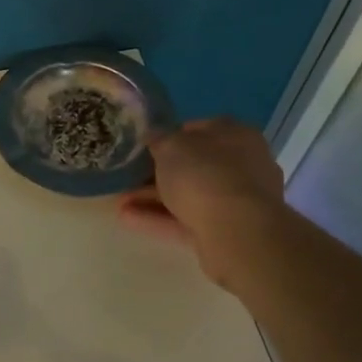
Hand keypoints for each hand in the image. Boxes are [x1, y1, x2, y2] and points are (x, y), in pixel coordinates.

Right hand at [118, 118, 286, 287]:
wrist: (238, 231)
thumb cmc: (205, 175)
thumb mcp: (171, 146)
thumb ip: (159, 139)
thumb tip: (154, 137)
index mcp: (236, 135)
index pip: (200, 129)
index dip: (170, 136)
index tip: (145, 146)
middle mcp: (242, 165)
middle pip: (194, 166)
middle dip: (159, 172)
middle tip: (129, 176)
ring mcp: (237, 201)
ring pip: (189, 195)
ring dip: (154, 198)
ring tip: (119, 201)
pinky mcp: (227, 231)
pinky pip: (188, 220)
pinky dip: (160, 219)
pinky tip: (128, 219)